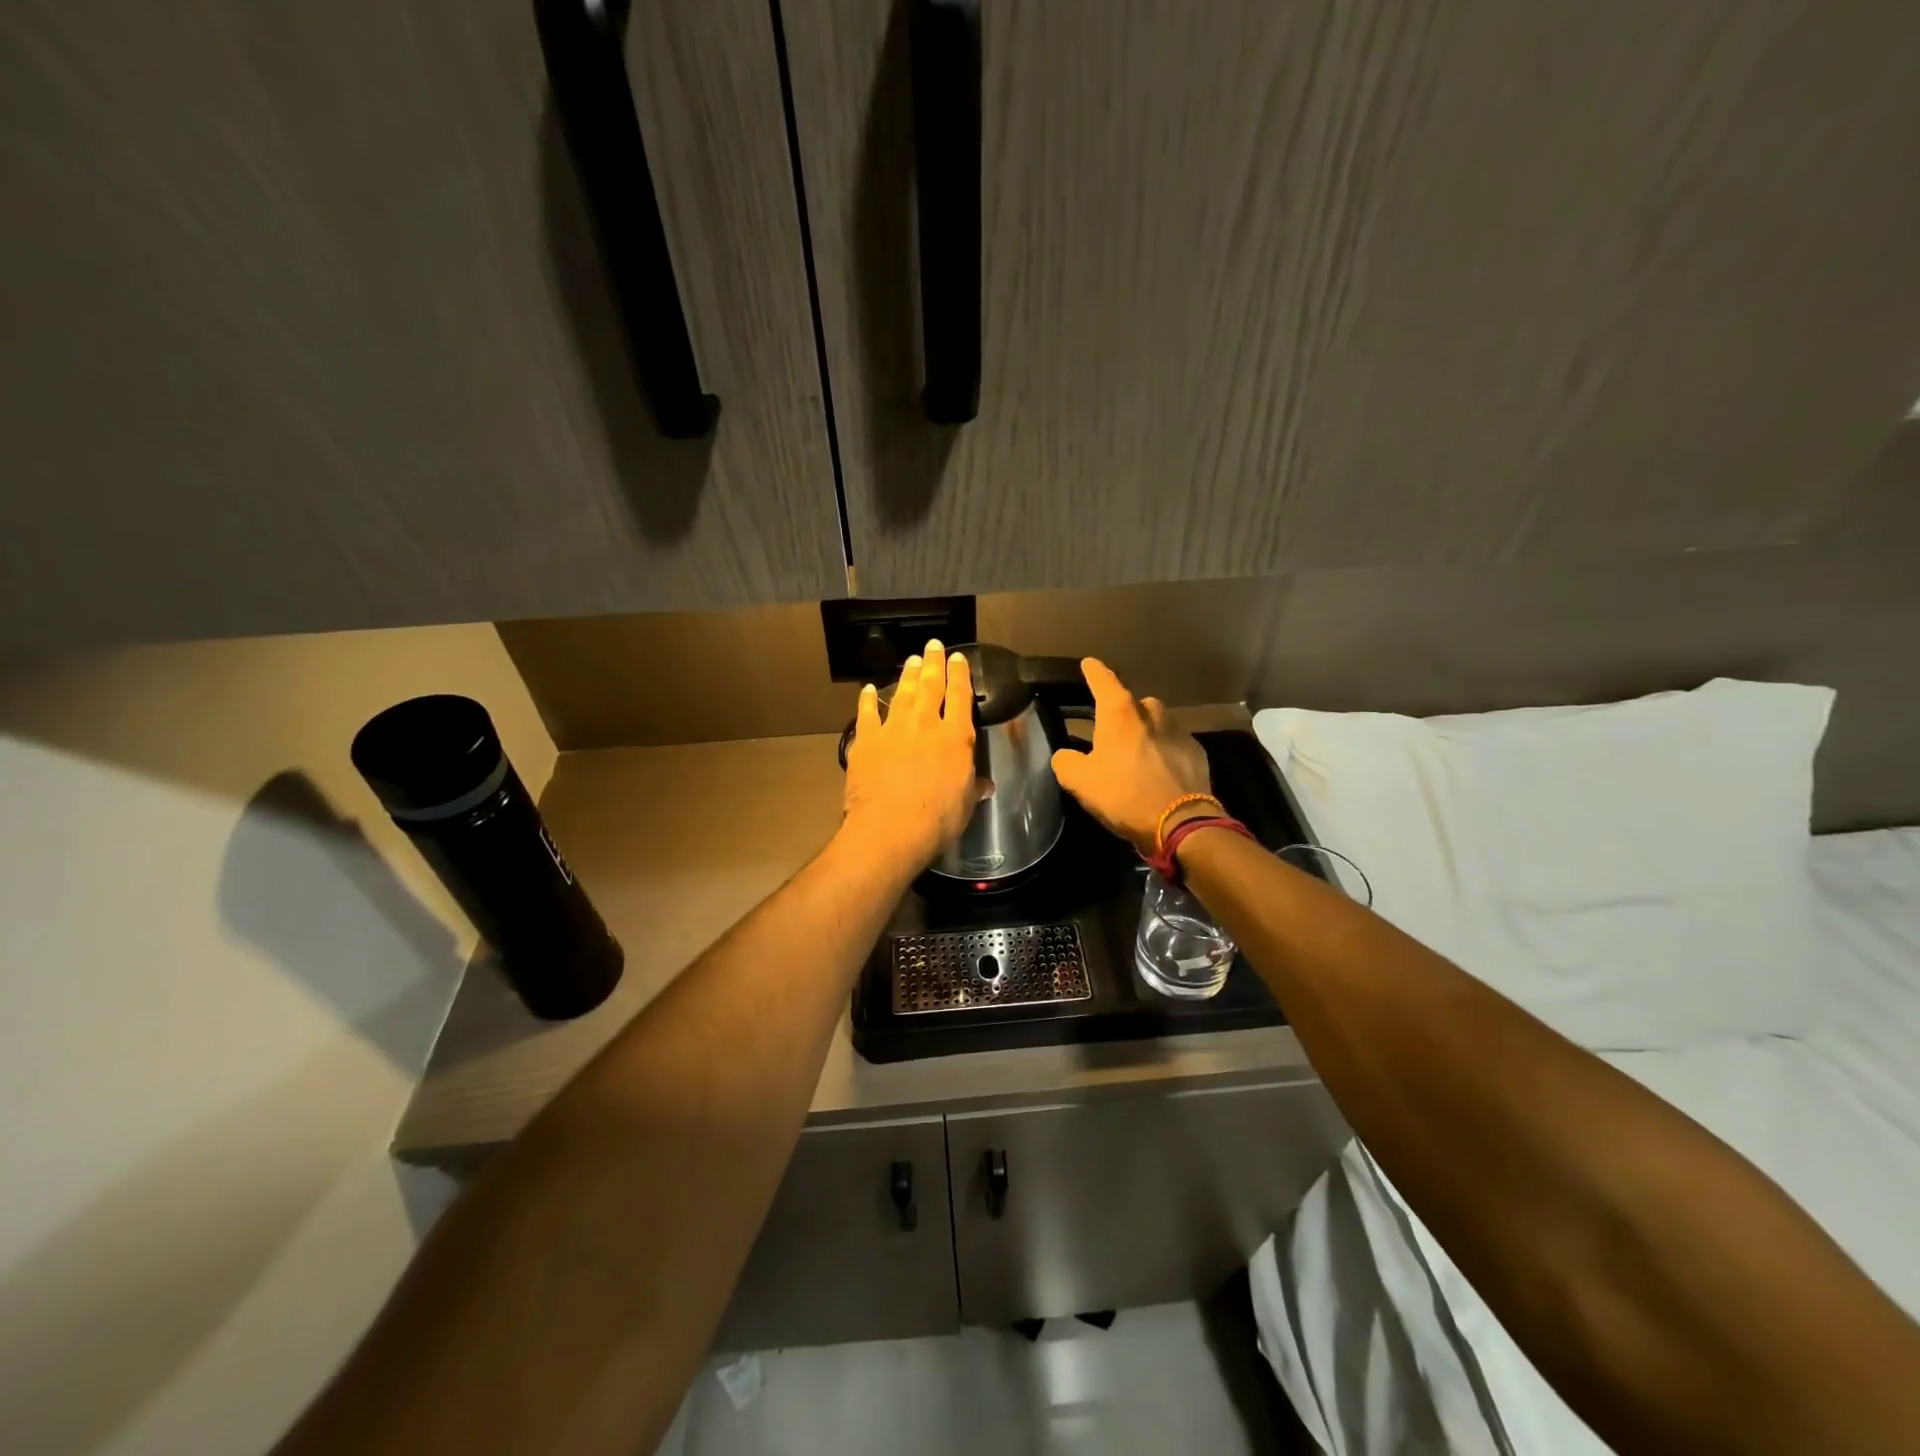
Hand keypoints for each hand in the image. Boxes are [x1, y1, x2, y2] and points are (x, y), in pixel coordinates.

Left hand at [841, 640, 979, 868]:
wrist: (889, 829)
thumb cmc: (937, 820)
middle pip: (931, 685)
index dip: (960, 675)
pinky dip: (868, 700)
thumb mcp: (965, 804)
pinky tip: (869, 690)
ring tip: (912, 661)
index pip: (960, 696)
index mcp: (956, 737)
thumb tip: (985, 785)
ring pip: (903, 693)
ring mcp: (893, 729)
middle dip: (933, 663)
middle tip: (933, 646)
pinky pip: (868, 713)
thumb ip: (973, 787)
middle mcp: (925, 724)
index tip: (958, 658)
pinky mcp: (866, 740)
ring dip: (908, 675)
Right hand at [1050, 659, 1211, 855]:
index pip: (1103, 681)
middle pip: (1132, 704)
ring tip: (1136, 756)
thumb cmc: (1125, 795)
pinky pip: (1173, 744)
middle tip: (1110, 734)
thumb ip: (1066, 762)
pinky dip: (1164, 752)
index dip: (1093, 671)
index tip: (1089, 663)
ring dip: (1145, 733)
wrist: (1182, 822)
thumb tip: (1065, 755)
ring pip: (1156, 723)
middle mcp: (1151, 712)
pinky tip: (1158, 772)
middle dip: (1121, 714)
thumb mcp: (1080, 782)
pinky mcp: (1196, 751)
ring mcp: (1178, 730)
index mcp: (1120, 714)